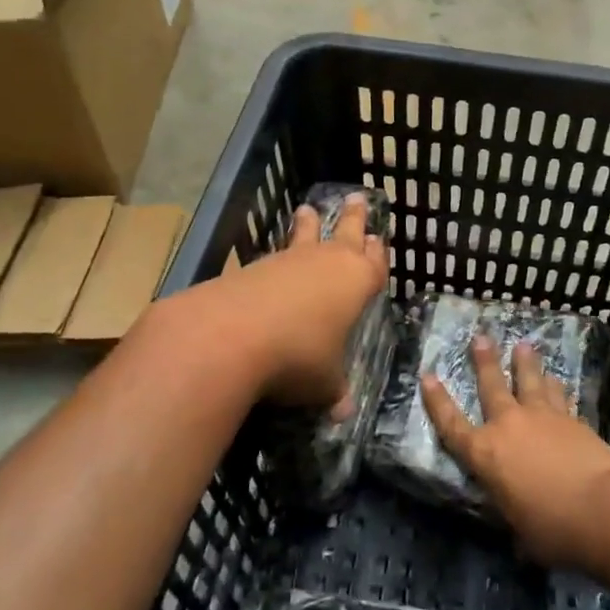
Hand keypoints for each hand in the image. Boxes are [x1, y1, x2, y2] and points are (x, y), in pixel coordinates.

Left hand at [196, 193, 388, 411]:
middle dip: (353, 218)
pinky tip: (272, 262)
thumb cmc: (298, 357)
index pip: (375, 263)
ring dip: (307, 225)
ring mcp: (288, 260)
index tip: (379, 239)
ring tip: (306, 210)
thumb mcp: (324, 383)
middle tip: (357, 198)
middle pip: (345, 232)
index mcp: (356, 282)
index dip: (377, 253)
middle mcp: (326, 262)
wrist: (230, 336)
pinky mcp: (253, 267)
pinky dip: (278, 256)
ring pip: (304, 236)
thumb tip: (343, 410)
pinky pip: (274, 255)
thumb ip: (335, 391)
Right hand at [421, 336, 609, 568]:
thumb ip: (514, 516)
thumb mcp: (519, 529)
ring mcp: (543, 417)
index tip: (427, 376)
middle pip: (492, 386)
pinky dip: (556, 387)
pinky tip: (557, 379)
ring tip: (523, 345)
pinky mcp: (572, 419)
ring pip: (530, 381)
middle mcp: (509, 426)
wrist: (600, 508)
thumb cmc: (551, 528)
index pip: (452, 424)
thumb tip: (521, 529)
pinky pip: (559, 396)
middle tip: (480, 337)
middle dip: (484, 361)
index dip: (437, 401)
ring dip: (525, 363)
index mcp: (485, 454)